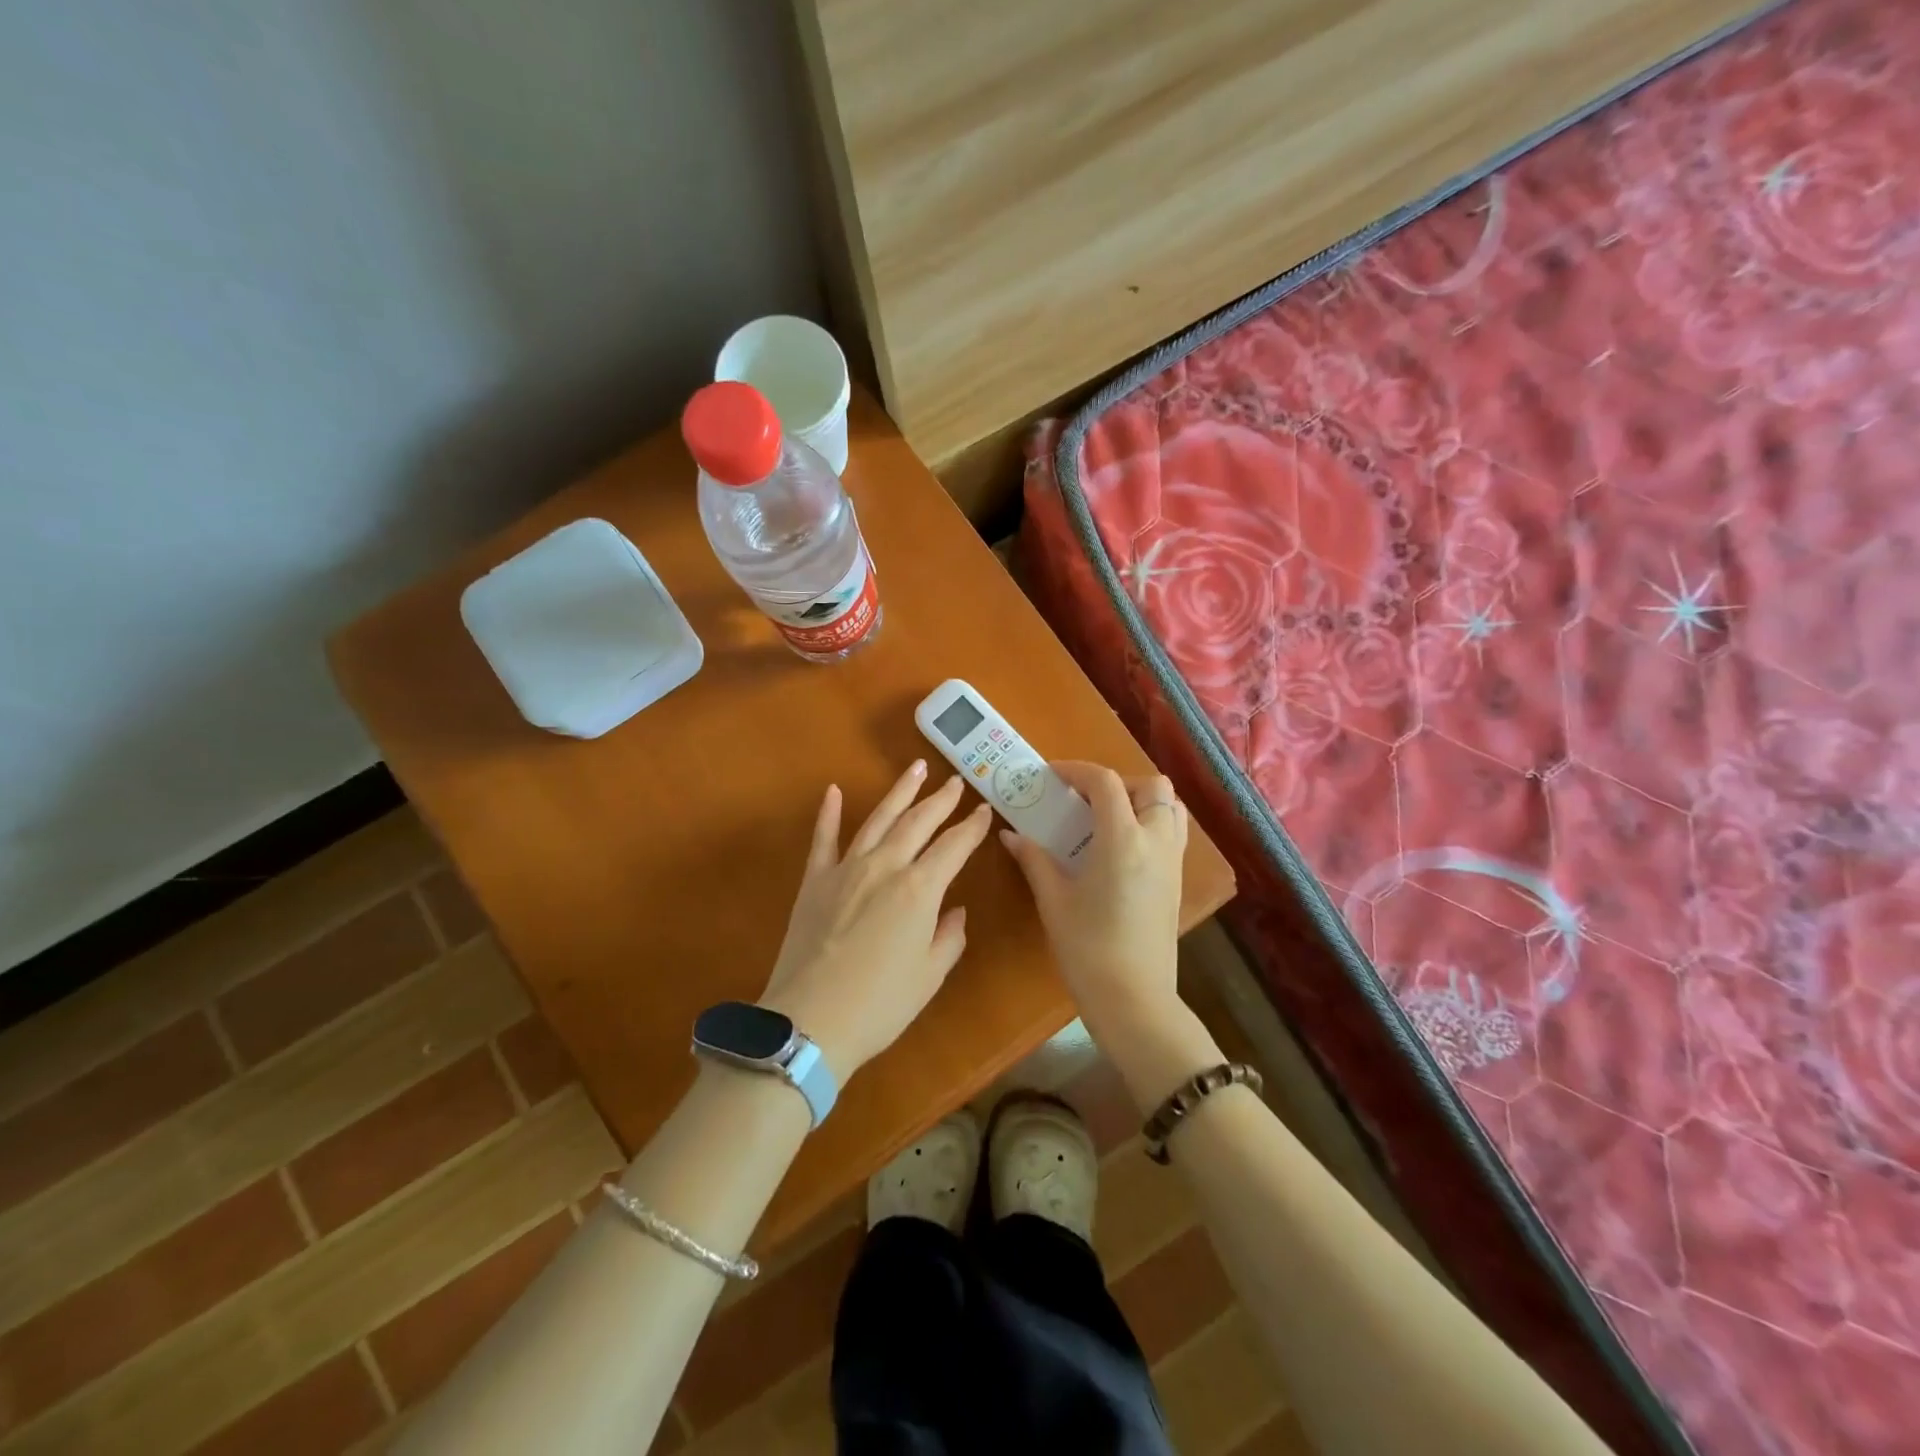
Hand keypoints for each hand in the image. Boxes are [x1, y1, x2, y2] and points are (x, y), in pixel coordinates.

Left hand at [759, 761, 992, 1079]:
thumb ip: (949, 938)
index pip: (954, 847)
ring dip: (900, 792)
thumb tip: (955, 912)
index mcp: (920, 890)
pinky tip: (834, 791)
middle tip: (955, 780)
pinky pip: (824, 838)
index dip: (973, 827)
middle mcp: (885, 867)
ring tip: (916, 768)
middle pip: (919, 823)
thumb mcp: (929, 977)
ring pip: (879, 819)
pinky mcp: (814, 880)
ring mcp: (846, 869)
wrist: (810, 1020)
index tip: (985, 810)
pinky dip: (829, 813)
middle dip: (941, 800)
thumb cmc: (880, 1004)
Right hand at [1000, 762, 1188, 1031]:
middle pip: (1151, 786)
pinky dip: (1152, 822)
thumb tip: (1011, 835)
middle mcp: (1156, 841)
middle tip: (1085, 800)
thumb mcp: (1054, 900)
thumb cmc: (1087, 948)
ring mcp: (1173, 861)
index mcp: (1123, 840)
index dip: (1076, 771)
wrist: (1133, 999)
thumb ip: (1034, 859)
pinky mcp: (1177, 881)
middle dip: (1117, 782)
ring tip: (1106, 818)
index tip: (1051, 777)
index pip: (1105, 782)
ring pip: (1170, 807)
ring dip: (1141, 800)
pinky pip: (1173, 832)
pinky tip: (1121, 848)